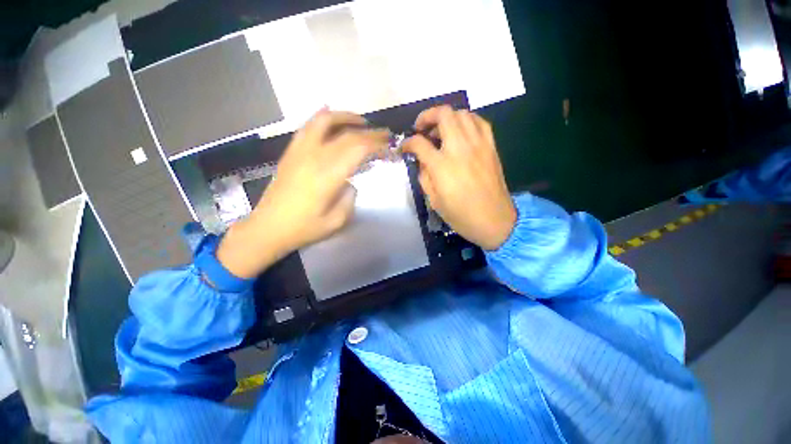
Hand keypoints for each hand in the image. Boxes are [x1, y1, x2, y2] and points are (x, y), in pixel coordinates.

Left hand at [217, 109, 388, 277]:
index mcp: (328, 176)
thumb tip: (350, 183)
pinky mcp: (291, 153)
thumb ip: (350, 198)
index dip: (377, 144)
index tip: (389, 147)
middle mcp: (315, 157)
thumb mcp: (337, 221)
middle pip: (347, 134)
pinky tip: (330, 114)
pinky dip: (321, 117)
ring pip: (324, 121)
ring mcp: (300, 151)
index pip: (358, 149)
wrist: (268, 228)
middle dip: (370, 132)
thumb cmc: (304, 228)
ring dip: (346, 117)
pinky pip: (307, 127)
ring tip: (361, 122)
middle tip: (384, 134)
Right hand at [402, 106, 515, 250]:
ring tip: (440, 130)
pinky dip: (466, 121)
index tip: (405, 147)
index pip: (419, 143)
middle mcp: (460, 148)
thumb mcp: (434, 200)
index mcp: (442, 166)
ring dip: (447, 117)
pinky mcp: (491, 147)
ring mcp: (478, 145)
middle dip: (426, 116)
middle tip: (420, 128)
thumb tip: (423, 161)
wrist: (494, 221)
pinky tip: (461, 131)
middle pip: (443, 115)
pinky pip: (479, 122)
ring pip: (462, 113)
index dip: (408, 143)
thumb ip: (425, 176)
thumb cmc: (461, 215)